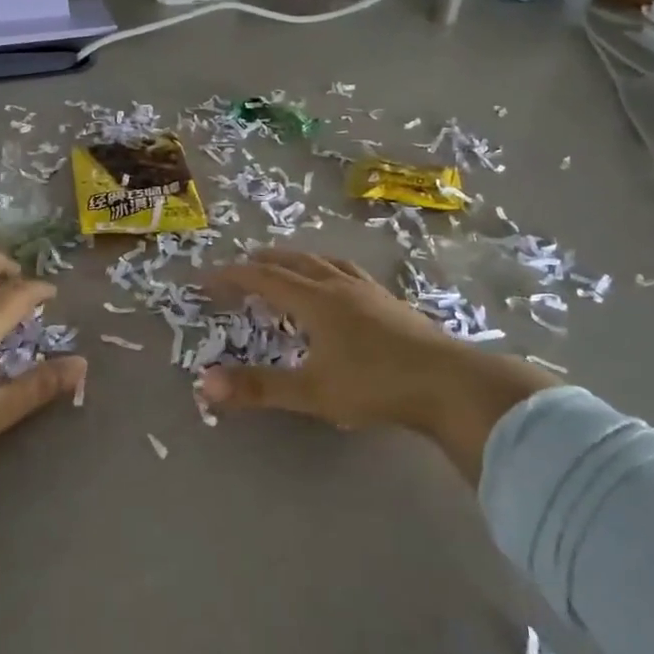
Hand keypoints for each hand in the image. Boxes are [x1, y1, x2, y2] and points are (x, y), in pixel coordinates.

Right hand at [195, 250, 559, 482]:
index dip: (234, 276)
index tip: (208, 277)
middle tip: (245, 264)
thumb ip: (259, 387)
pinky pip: (350, 274)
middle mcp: (340, 287)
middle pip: (296, 263)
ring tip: (290, 266)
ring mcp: (370, 292)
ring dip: (300, 261)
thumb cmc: (375, 385)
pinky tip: (341, 290)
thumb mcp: (311, 391)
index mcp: (316, 301)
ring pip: (327, 264)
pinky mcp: (392, 304)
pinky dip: (329, 272)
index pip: (265, 278)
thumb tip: (205, 383)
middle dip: (266, 261)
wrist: (448, 383)